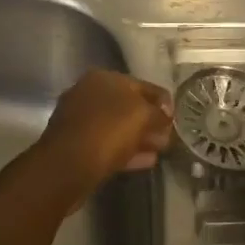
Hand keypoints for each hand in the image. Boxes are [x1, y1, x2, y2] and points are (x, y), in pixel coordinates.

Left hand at [38, 70, 173, 191]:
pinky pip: (108, 145)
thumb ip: (158, 112)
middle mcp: (88, 94)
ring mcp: (80, 120)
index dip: (162, 101)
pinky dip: (127, 151)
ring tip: (161, 150)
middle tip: (169, 137)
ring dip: (140, 137)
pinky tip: (146, 161)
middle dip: (150, 121)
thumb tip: (165, 114)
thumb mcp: (142, 115)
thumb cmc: (107, 130)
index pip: (142, 85)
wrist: (67, 166)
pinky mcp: (77, 146)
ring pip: (118, 127)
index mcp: (102, 78)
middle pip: (128, 106)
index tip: (176, 118)